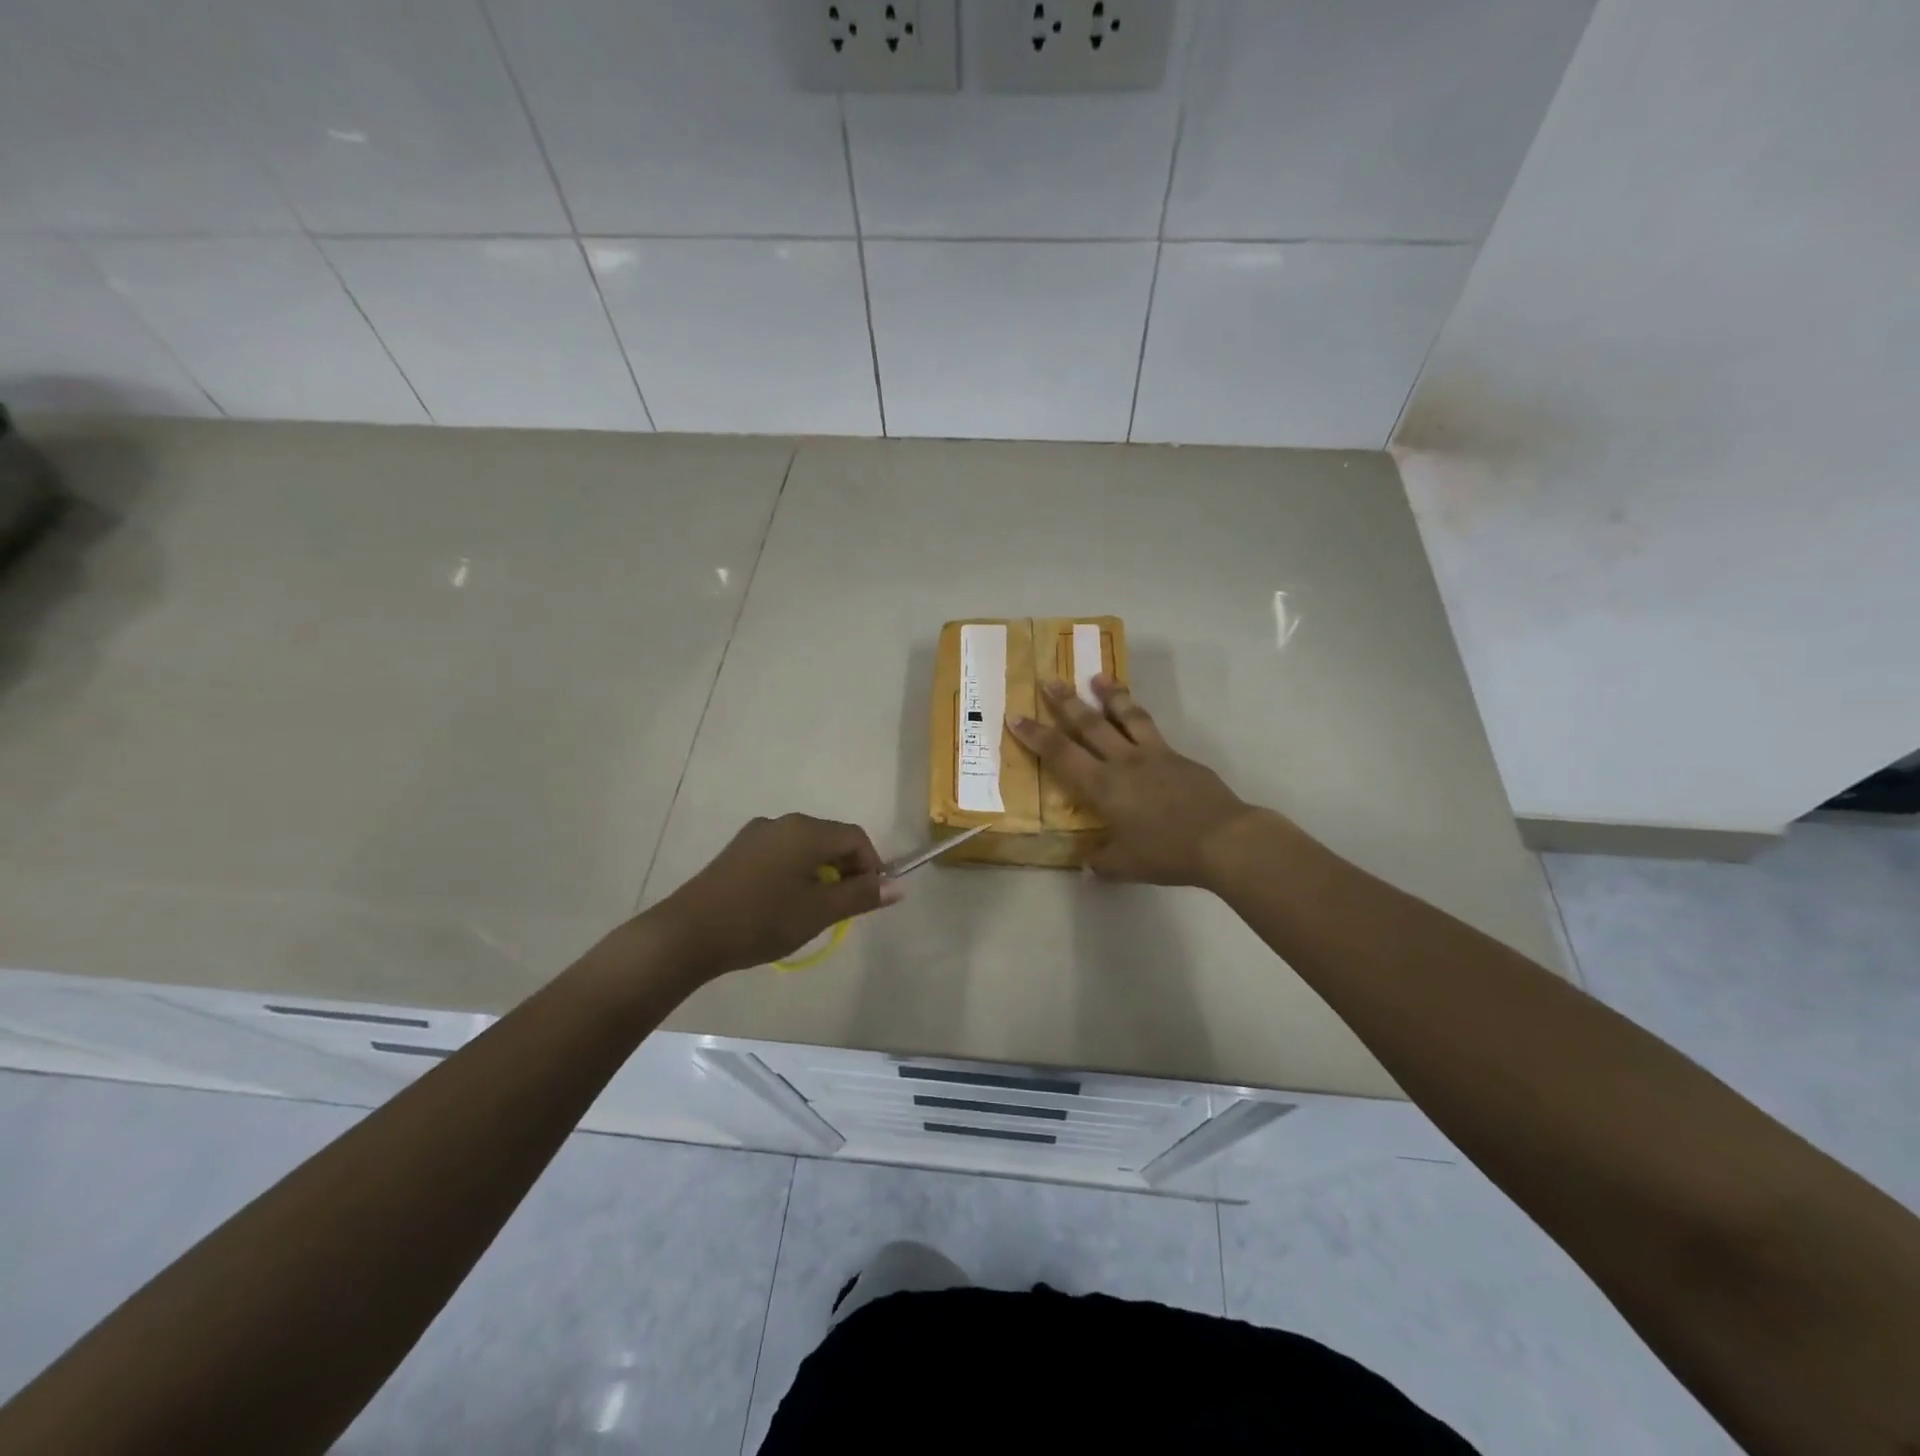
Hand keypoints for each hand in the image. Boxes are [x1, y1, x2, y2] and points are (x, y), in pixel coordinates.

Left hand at [654, 814, 902, 978]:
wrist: (688, 934)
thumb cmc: (762, 920)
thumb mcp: (819, 912)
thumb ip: (861, 896)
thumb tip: (898, 886)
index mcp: (806, 830)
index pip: (855, 837)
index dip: (871, 866)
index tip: (869, 899)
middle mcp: (782, 822)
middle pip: (830, 839)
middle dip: (845, 871)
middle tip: (843, 909)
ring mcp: (756, 835)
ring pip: (804, 848)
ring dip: (820, 874)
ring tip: (813, 911)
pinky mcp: (737, 852)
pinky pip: (780, 854)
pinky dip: (794, 874)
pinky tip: (782, 905)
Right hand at [1010, 676, 1258, 887]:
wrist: (1222, 838)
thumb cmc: (1167, 852)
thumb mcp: (1125, 866)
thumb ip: (1101, 863)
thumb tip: (1087, 866)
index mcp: (1103, 786)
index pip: (1061, 754)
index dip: (1036, 735)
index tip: (1016, 716)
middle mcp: (1123, 762)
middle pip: (1090, 724)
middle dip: (1066, 702)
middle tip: (1050, 680)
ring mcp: (1154, 755)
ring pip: (1126, 716)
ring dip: (1109, 695)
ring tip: (1097, 677)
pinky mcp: (1179, 757)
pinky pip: (1152, 729)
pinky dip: (1139, 718)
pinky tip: (1138, 718)